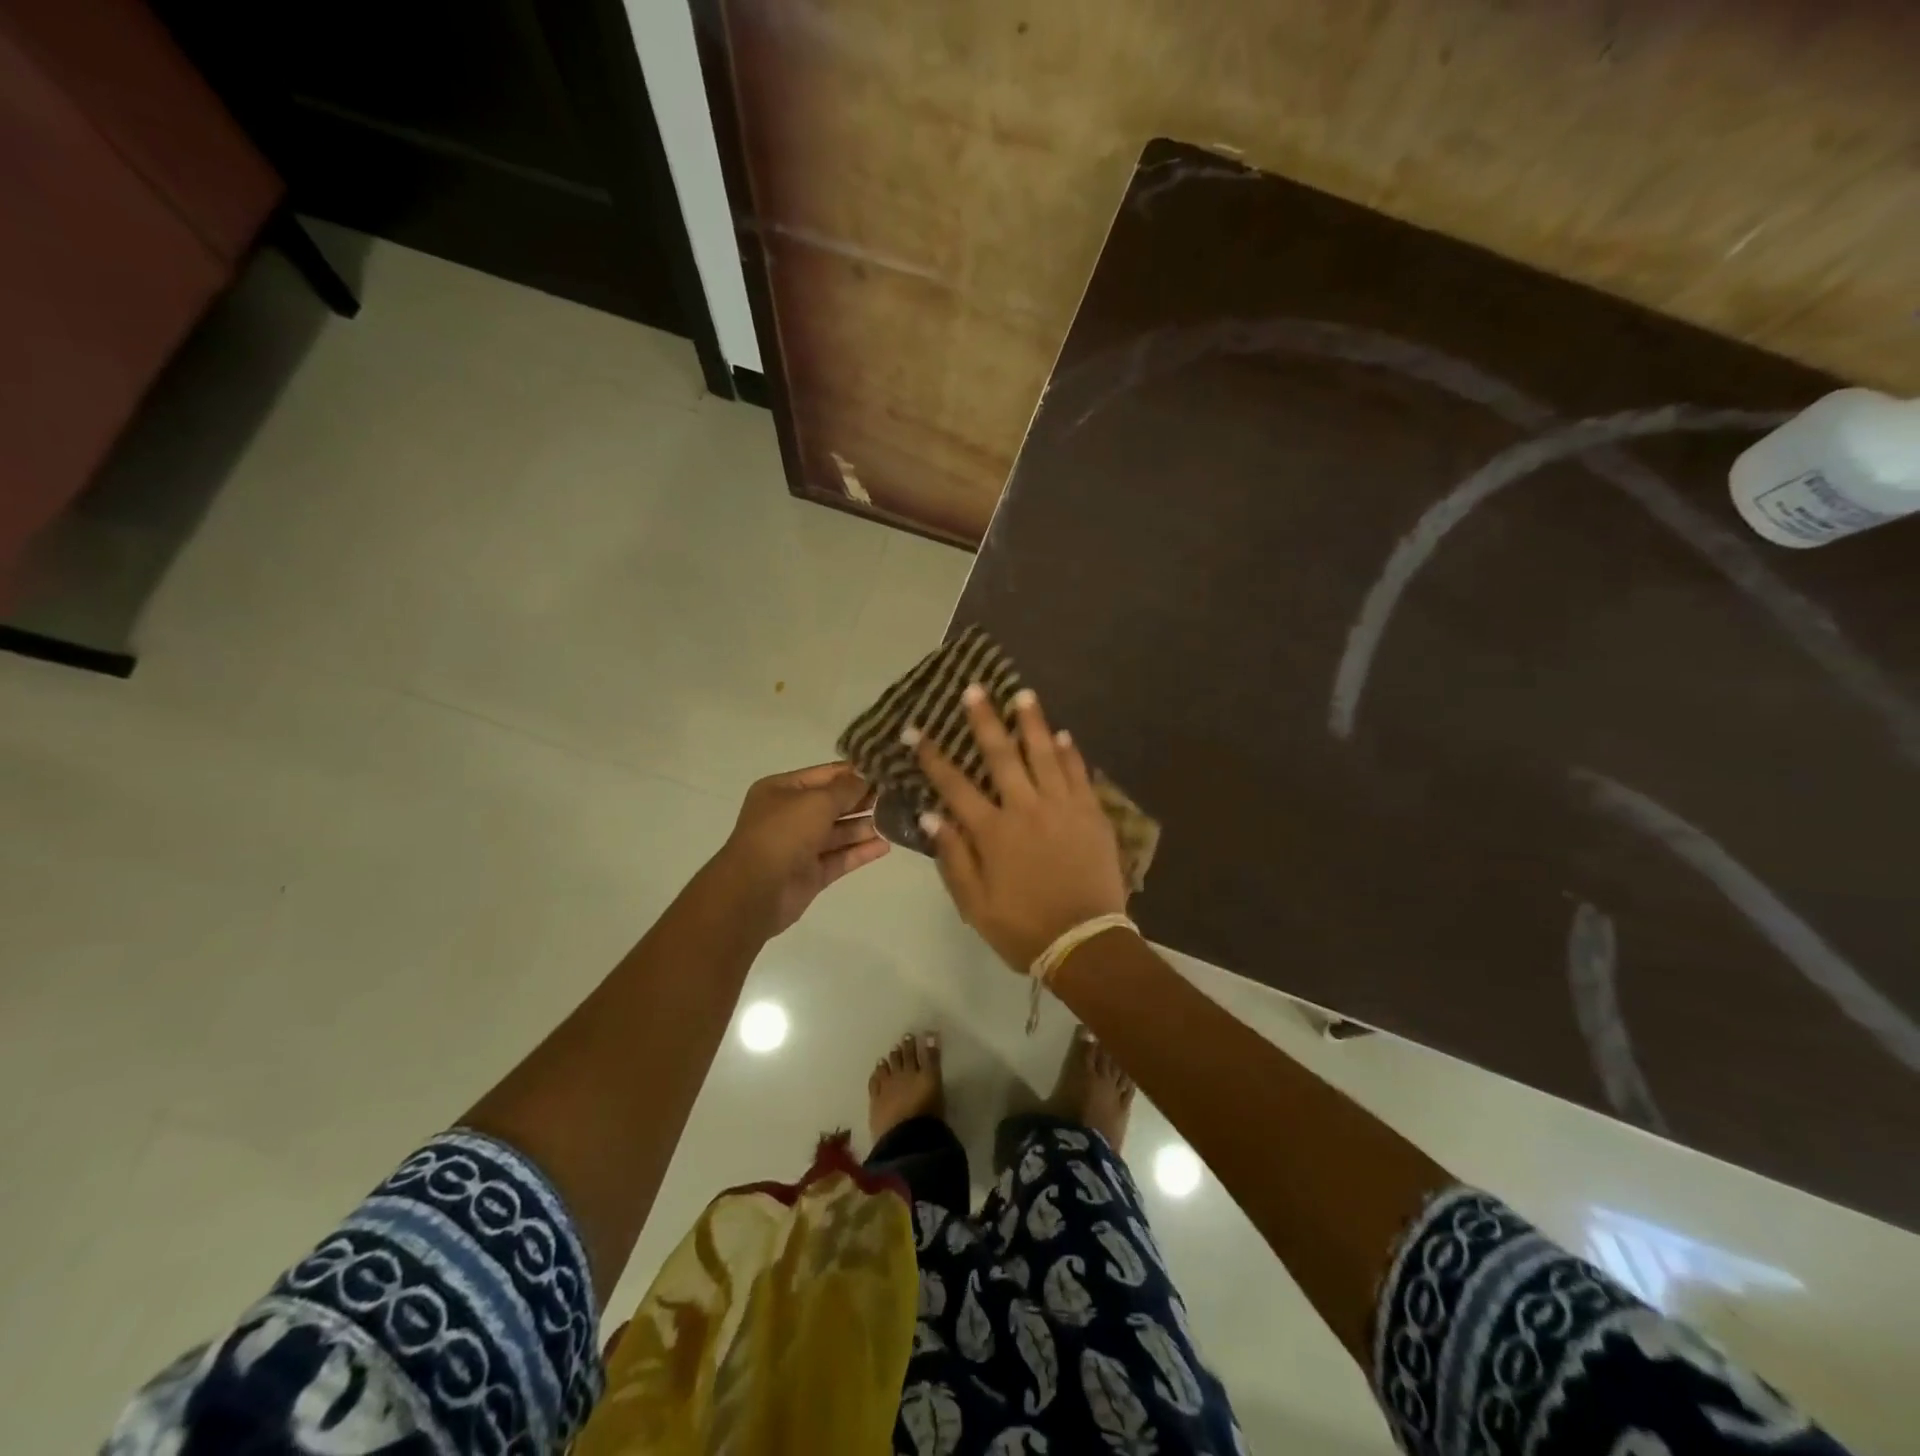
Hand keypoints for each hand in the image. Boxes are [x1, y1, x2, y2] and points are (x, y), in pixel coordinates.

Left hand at [713, 763, 889, 935]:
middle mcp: (790, 815)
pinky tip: (886, 845)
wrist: (755, 890)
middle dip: (863, 800)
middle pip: (834, 803)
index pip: (825, 775)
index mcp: (782, 790)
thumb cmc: (784, 833)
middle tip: (898, 795)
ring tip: (897, 819)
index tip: (886, 771)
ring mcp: (801, 846)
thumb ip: (846, 789)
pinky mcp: (812, 873)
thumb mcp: (817, 801)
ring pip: (839, 832)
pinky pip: (841, 857)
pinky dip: (861, 851)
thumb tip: (867, 778)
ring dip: (866, 826)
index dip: (854, 772)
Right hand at [912, 686, 1128, 970]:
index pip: (955, 785)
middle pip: (1001, 755)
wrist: (1085, 944)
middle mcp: (1026, 809)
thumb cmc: (1023, 928)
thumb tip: (930, 815)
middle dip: (985, 720)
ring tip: (1023, 694)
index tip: (916, 730)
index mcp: (993, 832)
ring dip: (1032, 722)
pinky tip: (1064, 735)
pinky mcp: (1092, 815)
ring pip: (1045, 754)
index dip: (932, 756)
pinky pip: (1079, 774)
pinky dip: (1070, 753)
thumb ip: (953, 857)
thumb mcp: (975, 904)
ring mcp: (1063, 808)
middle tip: (975, 688)